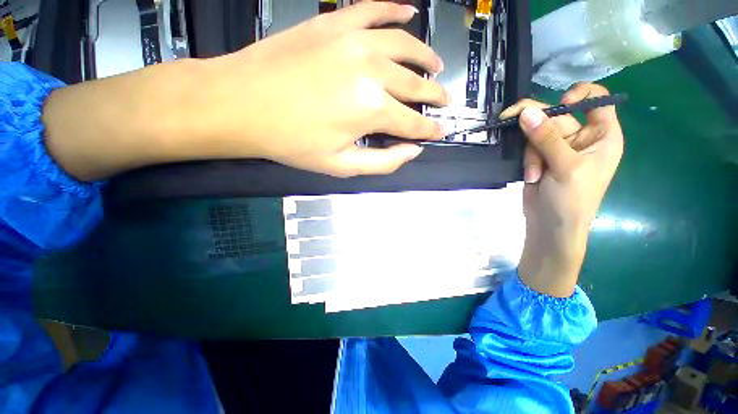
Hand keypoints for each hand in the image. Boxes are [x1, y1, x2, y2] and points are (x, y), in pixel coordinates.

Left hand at [44, 1, 447, 180]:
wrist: (242, 104)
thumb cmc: (292, 142)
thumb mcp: (341, 167)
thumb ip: (382, 162)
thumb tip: (411, 151)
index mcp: (372, 110)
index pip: (414, 123)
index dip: (430, 130)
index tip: (440, 132)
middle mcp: (372, 70)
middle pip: (415, 85)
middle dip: (434, 96)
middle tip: (444, 101)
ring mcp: (354, 40)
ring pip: (405, 46)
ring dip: (425, 58)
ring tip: (435, 67)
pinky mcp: (334, 23)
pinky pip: (374, 9)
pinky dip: (395, 9)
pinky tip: (409, 11)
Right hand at [499, 83, 623, 296]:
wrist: (550, 227)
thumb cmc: (572, 201)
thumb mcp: (565, 167)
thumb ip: (547, 138)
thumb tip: (526, 112)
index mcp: (601, 136)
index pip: (596, 101)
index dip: (579, 95)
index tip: (560, 103)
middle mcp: (581, 138)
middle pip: (557, 116)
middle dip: (537, 129)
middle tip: (509, 119)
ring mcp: (558, 149)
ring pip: (536, 133)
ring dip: (531, 153)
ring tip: (534, 175)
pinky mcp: (539, 159)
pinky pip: (527, 147)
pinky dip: (526, 161)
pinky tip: (530, 177)